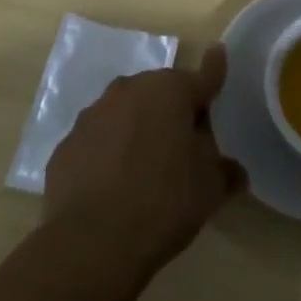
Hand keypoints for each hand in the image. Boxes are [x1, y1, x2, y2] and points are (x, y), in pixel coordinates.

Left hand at [43, 46, 244, 271]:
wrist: (89, 243)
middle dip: (175, 111)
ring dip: (140, 128)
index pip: (203, 77)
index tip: (219, 57)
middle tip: (186, 146)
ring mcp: (93, 114)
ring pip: (127, 112)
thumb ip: (224, 169)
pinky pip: (100, 140)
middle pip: (162, 93)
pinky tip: (115, 184)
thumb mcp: (210, 188)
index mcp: (170, 90)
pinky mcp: (67, 144)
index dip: (214, 72)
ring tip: (147, 167)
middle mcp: (130, 89)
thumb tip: (233, 170)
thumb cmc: (163, 202)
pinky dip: (110, 152)